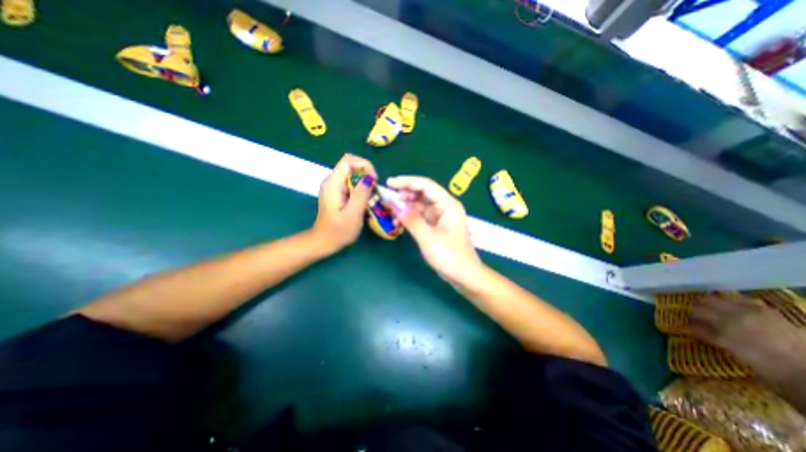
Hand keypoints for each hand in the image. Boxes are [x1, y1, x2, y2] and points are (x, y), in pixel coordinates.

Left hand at [314, 153, 378, 254]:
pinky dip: (361, 188)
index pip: (348, 160)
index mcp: (333, 184)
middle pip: (351, 165)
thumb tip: (370, 177)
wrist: (324, 241)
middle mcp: (332, 181)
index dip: (364, 165)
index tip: (374, 180)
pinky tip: (365, 200)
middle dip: (366, 174)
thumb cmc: (338, 231)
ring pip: (352, 174)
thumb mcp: (353, 214)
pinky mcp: (337, 192)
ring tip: (372, 196)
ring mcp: (334, 186)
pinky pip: (351, 183)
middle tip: (374, 190)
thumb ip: (361, 194)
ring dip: (365, 182)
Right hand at [387, 175, 481, 280]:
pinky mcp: (436, 225)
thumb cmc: (450, 257)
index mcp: (448, 204)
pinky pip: (420, 215)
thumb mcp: (428, 238)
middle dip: (405, 193)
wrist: (464, 276)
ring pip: (420, 204)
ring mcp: (440, 216)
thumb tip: (394, 203)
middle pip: (423, 193)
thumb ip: (411, 219)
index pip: (426, 185)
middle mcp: (445, 206)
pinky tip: (399, 220)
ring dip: (406, 205)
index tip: (390, 183)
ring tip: (391, 210)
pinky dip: (410, 216)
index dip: (407, 182)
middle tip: (388, 199)